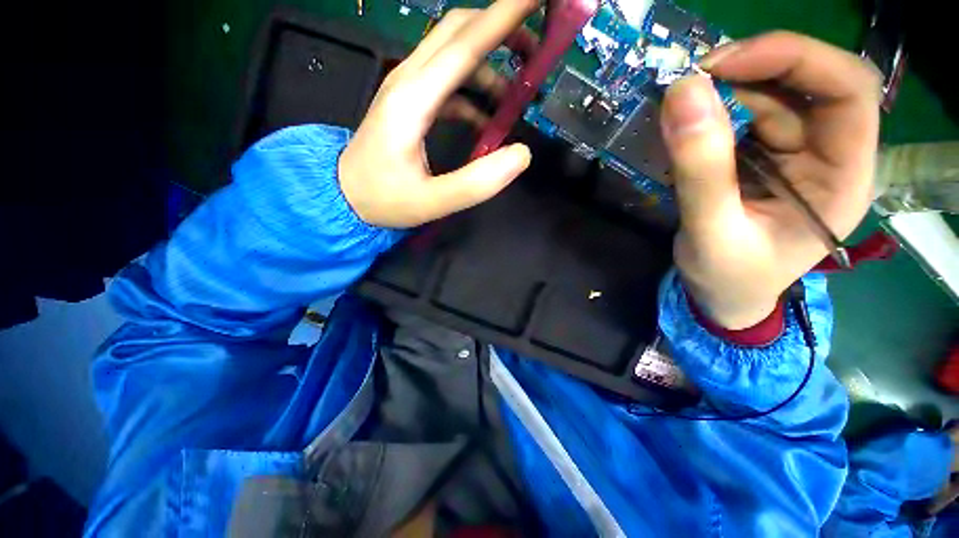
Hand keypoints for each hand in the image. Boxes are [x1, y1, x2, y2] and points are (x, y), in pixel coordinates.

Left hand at [339, 0, 535, 227]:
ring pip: (453, 53)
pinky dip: (474, 92)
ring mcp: (408, 88)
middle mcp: (409, 81)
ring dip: (490, 64)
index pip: (465, 44)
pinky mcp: (410, 102)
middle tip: (536, 50)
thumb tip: (521, 154)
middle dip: (501, 27)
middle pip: (458, 31)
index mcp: (413, 99)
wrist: (345, 195)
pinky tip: (487, 119)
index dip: (505, 16)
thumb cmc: (384, 199)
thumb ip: (476, 182)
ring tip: (517, 95)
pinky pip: (447, 83)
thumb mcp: (432, 201)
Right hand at [660, 32, 881, 328]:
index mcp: (844, 180)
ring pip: (776, 98)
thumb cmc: (727, 278)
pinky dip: (717, 113)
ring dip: (729, 92)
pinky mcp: (767, 160)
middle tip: (694, 80)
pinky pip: (748, 119)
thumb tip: (683, 94)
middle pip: (811, 85)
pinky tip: (690, 125)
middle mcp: (831, 156)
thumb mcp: (711, 232)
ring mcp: (798, 156)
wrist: (722, 297)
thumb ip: (700, 171)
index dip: (794, 61)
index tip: (725, 63)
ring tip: (683, 106)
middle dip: (755, 70)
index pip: (848, 92)